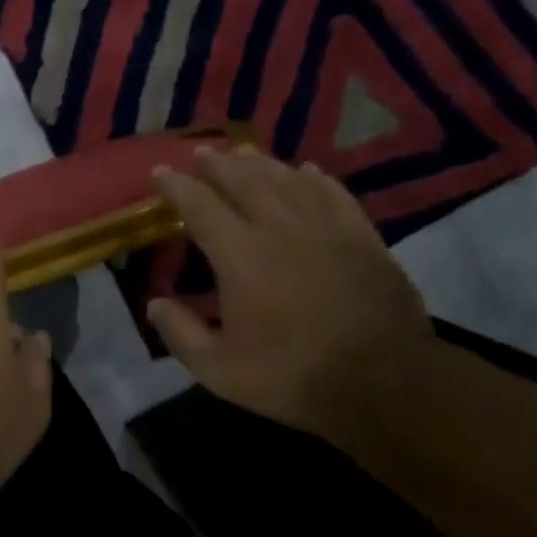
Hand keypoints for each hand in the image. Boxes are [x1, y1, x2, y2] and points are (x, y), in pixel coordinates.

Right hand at [147, 147, 434, 440]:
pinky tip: (309, 171)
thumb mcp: (218, 369)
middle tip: (201, 152)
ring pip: (289, 180)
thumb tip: (154, 304)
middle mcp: (281, 229)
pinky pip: (336, 196)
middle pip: (245, 181)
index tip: (160, 172)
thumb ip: (180, 333)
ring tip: (243, 153)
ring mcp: (327, 229)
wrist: (383, 383)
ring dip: (262, 164)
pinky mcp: (364, 239)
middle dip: (218, 164)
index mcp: (240, 255)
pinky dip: (317, 179)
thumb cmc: (291, 375)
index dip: (177, 187)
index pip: (200, 207)